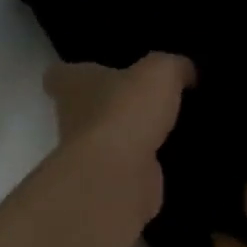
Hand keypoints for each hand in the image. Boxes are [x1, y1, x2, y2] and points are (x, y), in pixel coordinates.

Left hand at [44, 54, 194, 220]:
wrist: (119, 174)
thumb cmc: (126, 110)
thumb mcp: (160, 71)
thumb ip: (173, 66)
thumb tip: (186, 71)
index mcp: (72, 85)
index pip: (59, 75)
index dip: (74, 73)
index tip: (95, 71)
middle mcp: (72, 119)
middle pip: (84, 108)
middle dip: (110, 104)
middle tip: (145, 97)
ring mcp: (88, 154)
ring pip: (108, 139)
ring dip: (131, 135)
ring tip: (167, 125)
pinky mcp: (109, 181)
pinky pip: (129, 166)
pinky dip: (146, 162)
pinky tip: (173, 154)